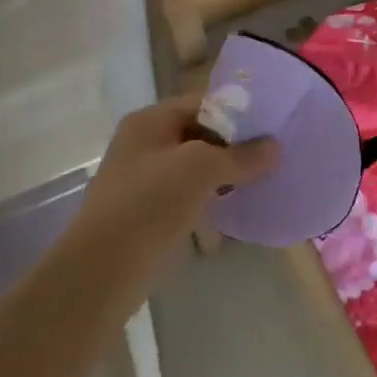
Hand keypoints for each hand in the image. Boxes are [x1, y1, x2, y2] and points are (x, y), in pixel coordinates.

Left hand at [73, 96, 276, 278]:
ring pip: (194, 167)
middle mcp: (143, 144)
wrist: (100, 273)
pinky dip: (209, 198)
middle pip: (199, 134)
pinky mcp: (147, 214)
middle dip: (234, 145)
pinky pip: (186, 195)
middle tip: (271, 156)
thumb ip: (240, 156)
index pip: (202, 103)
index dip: (237, 113)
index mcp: (150, 121)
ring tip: (260, 181)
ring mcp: (143, 180)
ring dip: (224, 174)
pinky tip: (234, 208)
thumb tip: (275, 148)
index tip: (271, 127)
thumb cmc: (149, 205)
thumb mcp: (201, 170)